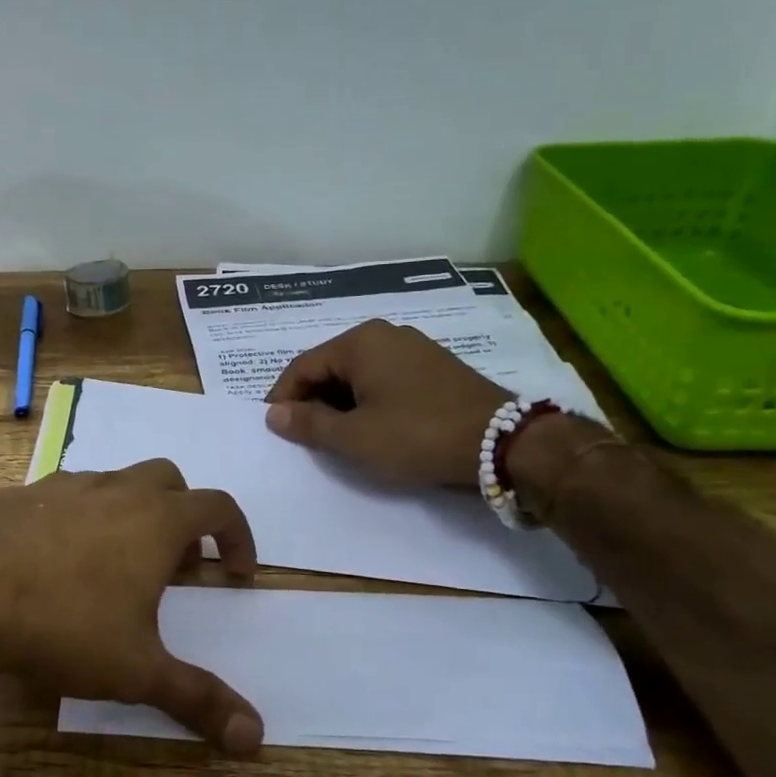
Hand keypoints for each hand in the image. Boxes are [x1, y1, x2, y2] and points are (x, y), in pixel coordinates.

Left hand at [0, 460, 264, 753]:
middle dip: (184, 516)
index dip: (237, 536)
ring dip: (131, 513)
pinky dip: (81, 516)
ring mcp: (65, 485)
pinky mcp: (22, 493)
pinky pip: (67, 494)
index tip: (235, 572)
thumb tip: (256, 740)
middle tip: (176, 566)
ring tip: (115, 565)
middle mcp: (116, 490)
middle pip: (170, 480)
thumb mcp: (137, 671)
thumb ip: (198, 699)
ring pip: (116, 482)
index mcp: (156, 520)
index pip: (219, 507)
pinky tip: (58, 560)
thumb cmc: (64, 626)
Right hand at [264, 319, 509, 487]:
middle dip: (312, 400)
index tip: (275, 428)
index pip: (303, 366)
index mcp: (360, 342)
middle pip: (331, 366)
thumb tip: (273, 414)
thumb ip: (308, 424)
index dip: (283, 398)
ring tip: (337, 436)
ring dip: (340, 403)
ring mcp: (414, 348)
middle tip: (305, 436)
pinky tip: (372, 427)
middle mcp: (386, 334)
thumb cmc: (417, 435)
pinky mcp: (434, 367)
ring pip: (358, 374)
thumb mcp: (354, 437)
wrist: (502, 442)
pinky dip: (368, 400)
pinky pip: (385, 378)